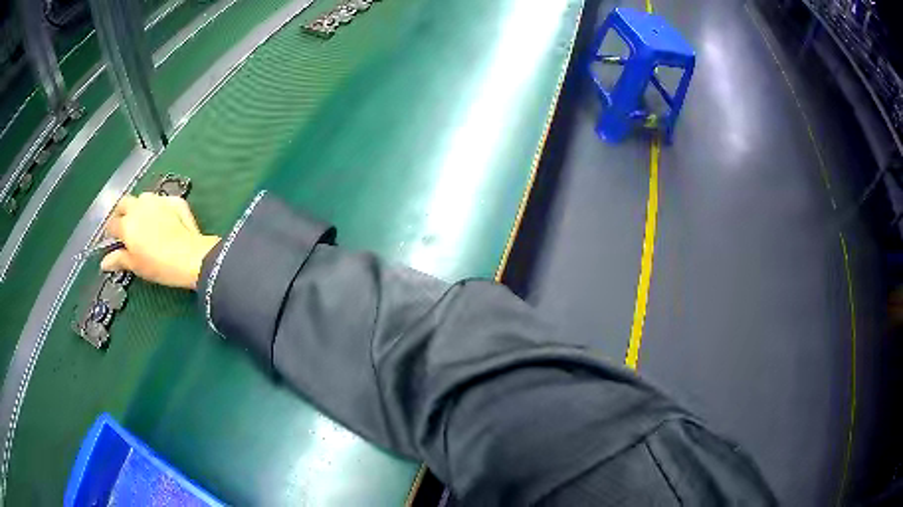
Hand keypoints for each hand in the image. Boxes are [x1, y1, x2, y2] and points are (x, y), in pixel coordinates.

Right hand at [101, 193, 219, 289]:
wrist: (190, 257)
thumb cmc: (158, 265)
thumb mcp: (136, 266)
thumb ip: (119, 259)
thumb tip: (104, 262)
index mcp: (127, 223)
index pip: (111, 223)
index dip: (111, 232)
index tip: (113, 240)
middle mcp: (139, 206)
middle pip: (124, 202)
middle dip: (121, 212)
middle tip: (125, 227)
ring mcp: (157, 200)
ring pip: (143, 198)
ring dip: (140, 207)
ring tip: (144, 221)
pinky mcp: (174, 200)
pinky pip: (163, 200)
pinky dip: (160, 207)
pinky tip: (164, 219)